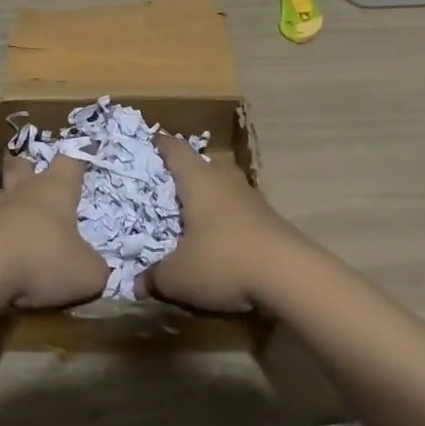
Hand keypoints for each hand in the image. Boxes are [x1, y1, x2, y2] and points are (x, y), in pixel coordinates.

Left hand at [0, 154, 108, 308]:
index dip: (77, 162)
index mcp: (56, 189)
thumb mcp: (86, 273)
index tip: (82, 163)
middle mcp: (25, 191)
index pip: (70, 161)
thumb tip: (98, 271)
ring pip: (1, 192)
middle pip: (23, 164)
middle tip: (38, 182)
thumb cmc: (44, 259)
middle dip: (30, 169)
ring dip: (8, 200)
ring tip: (18, 217)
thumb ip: (97, 268)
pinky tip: (2, 248)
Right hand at [146, 133, 308, 311]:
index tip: (151, 141)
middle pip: (204, 164)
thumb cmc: (223, 261)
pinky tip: (220, 238)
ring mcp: (251, 197)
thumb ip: (154, 278)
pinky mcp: (269, 218)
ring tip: (193, 213)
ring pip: (224, 185)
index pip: (176, 149)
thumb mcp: (179, 276)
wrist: (289, 274)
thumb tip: (135, 284)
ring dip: (210, 195)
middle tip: (168, 185)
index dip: (161, 144)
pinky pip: (240, 208)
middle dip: (187, 171)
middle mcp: (224, 180)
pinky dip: (227, 217)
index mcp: (198, 180)